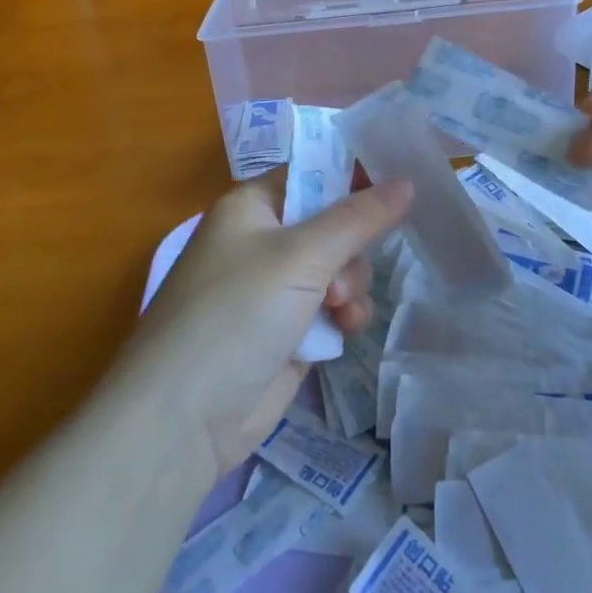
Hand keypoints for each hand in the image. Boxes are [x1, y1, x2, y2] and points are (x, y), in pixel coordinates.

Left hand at [125, 171, 411, 477]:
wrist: (184, 418)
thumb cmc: (237, 312)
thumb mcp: (301, 256)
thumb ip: (358, 218)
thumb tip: (406, 181)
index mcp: (252, 206)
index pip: (313, 174)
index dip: (354, 178)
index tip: (398, 188)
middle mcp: (262, 240)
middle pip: (333, 223)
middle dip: (350, 250)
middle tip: (340, 277)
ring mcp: (274, 288)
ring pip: (338, 268)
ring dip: (350, 286)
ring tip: (340, 311)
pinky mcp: (287, 330)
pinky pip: (331, 307)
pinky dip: (343, 315)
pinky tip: (346, 329)